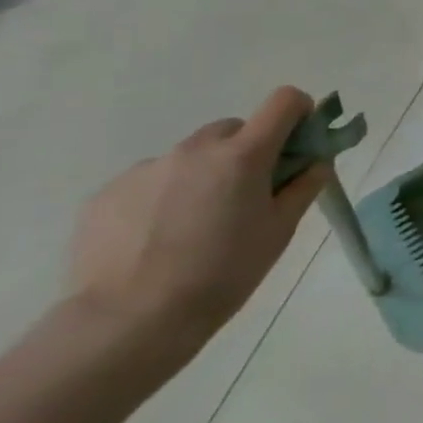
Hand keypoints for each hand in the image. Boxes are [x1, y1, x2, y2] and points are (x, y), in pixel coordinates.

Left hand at [64, 88, 329, 361]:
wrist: (130, 321)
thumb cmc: (223, 274)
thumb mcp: (279, 231)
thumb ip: (303, 187)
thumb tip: (315, 162)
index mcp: (243, 155)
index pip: (283, 102)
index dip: (298, 112)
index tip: (299, 142)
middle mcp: (195, 149)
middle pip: (233, 130)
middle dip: (246, 152)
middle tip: (245, 197)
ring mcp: (146, 168)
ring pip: (189, 157)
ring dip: (202, 176)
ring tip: (193, 227)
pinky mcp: (107, 192)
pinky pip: (150, 182)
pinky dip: (162, 198)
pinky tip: (156, 240)